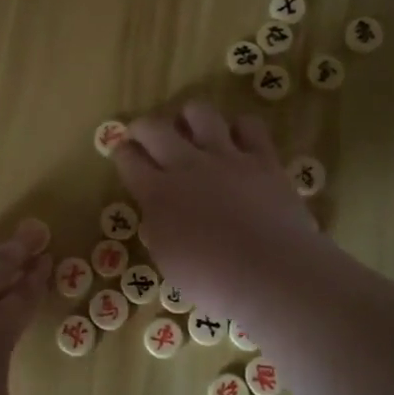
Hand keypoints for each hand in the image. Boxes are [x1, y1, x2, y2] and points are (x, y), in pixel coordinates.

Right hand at [112, 101, 316, 317]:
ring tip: (192, 129)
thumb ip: (160, 229)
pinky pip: (249, 126)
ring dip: (190, 117)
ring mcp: (226, 157)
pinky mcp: (263, 158)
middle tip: (145, 136)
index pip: (127, 159)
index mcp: (157, 193)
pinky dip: (240, 129)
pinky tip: (239, 141)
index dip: (122, 153)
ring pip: (200, 113)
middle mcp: (186, 166)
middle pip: (154, 128)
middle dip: (143, 127)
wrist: (271, 272)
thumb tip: (159, 214)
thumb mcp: (169, 262)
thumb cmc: (213, 281)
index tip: (124, 154)